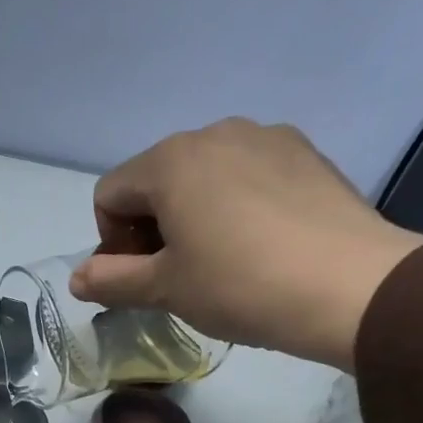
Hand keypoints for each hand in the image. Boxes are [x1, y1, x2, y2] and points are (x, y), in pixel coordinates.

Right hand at [67, 119, 422, 371]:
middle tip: (175, 277)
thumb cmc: (237, 285)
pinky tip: (260, 246)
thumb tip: (76, 278)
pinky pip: (247, 175)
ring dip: (192, 216)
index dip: (111, 242)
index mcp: (170, 161)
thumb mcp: (164, 290)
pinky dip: (236, 206)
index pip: (109, 194)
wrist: (346, 285)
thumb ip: (111, 281)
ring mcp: (265, 137)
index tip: (138, 279)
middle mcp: (214, 132)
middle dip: (151, 227)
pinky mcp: (304, 153)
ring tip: (220, 263)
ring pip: (203, 176)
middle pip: (156, 180)